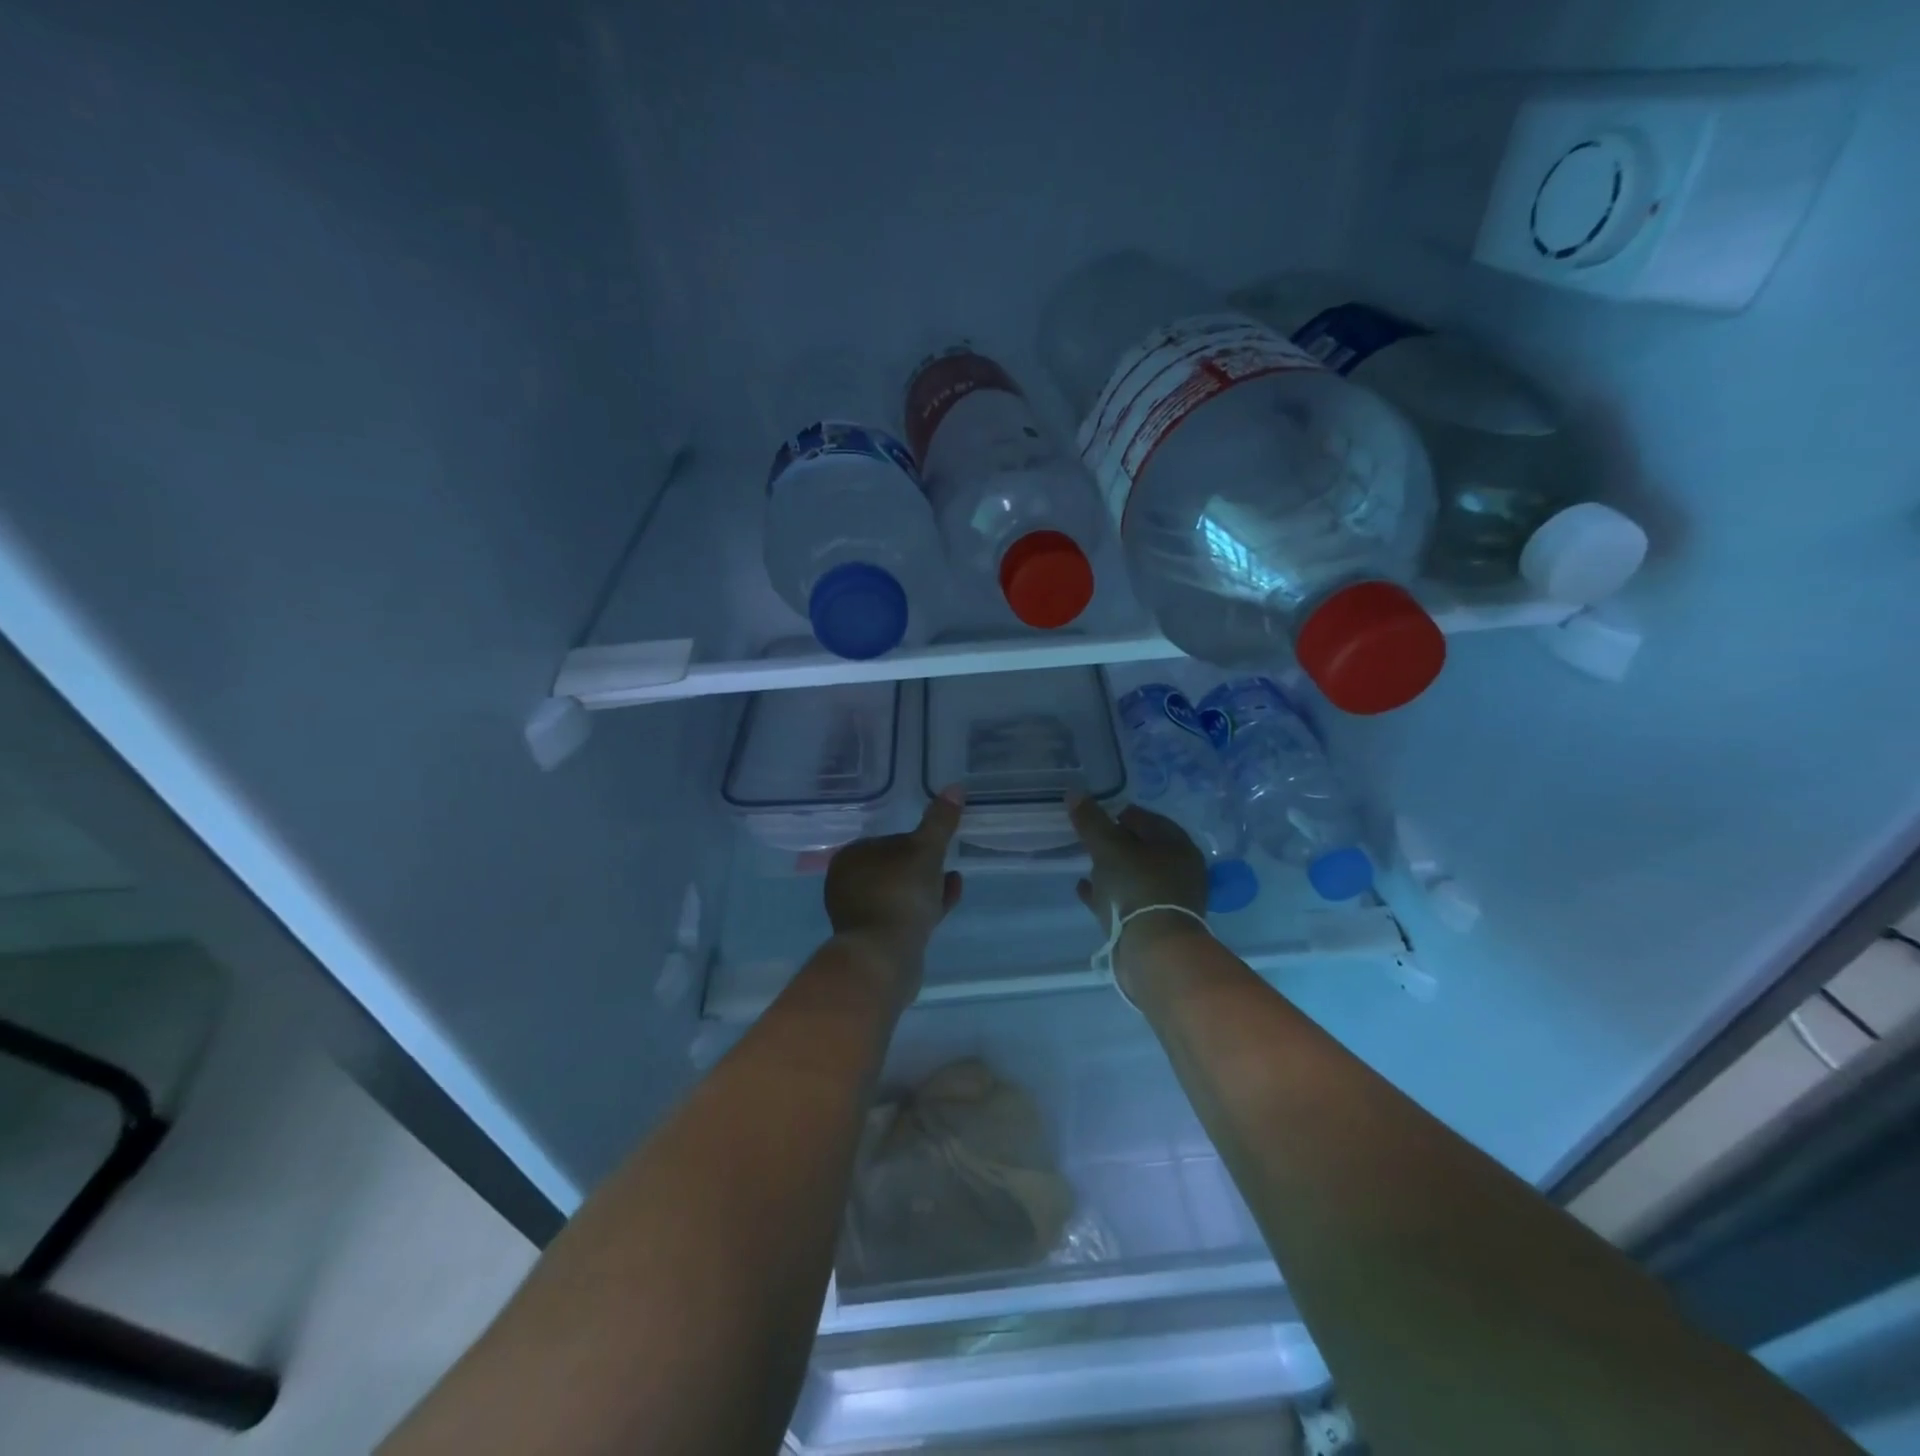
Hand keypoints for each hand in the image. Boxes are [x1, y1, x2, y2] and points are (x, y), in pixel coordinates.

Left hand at [824, 786, 964, 996]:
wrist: (884, 956)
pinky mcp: (874, 939)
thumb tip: (956, 787)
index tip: (939, 845)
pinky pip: (904, 915)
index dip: (916, 842)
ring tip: (953, 881)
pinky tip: (947, 900)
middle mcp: (848, 884)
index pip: (888, 841)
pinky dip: (925, 906)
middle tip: (947, 864)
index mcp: (851, 858)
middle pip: (893, 868)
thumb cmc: (900, 893)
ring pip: (900, 893)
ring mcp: (859, 914)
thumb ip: (940, 821)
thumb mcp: (926, 850)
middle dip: (922, 866)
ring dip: (926, 887)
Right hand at [1067, 794, 1210, 987]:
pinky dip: (1107, 893)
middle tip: (1090, 838)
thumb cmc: (1137, 888)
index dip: (1122, 813)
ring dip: (1112, 869)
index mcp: (1178, 847)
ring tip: (1085, 863)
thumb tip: (1075, 793)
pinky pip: (1125, 901)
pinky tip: (1084, 888)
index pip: (1149, 819)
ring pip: (1135, 877)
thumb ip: (1092, 821)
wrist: (1153, 951)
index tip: (1097, 814)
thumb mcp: (1109, 848)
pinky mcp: (1153, 925)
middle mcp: (1179, 872)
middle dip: (1117, 843)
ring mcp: (1168, 901)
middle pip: (1144, 849)